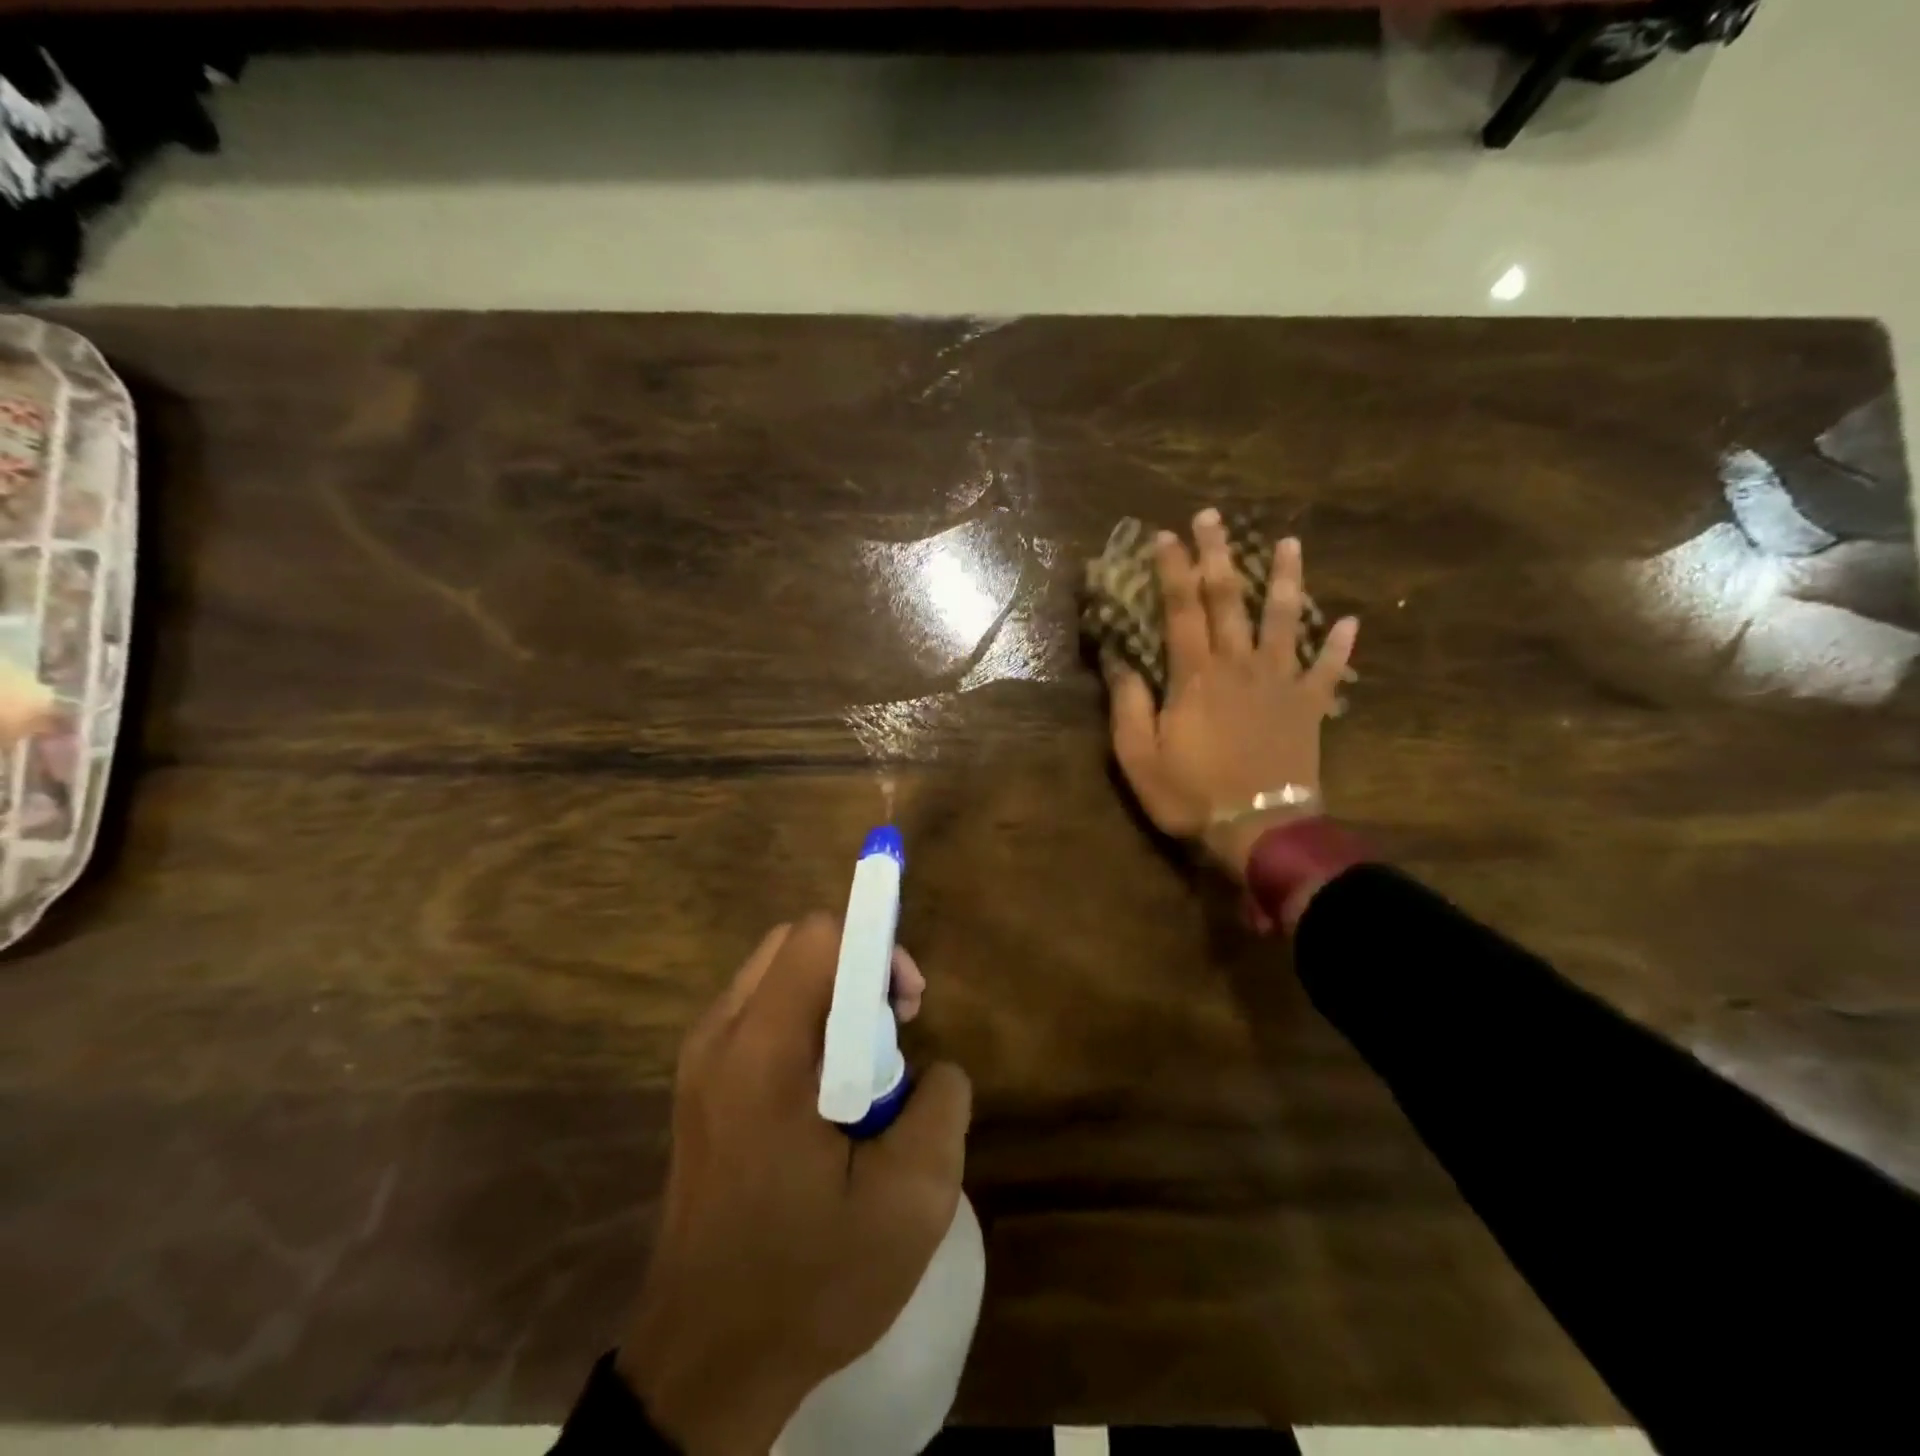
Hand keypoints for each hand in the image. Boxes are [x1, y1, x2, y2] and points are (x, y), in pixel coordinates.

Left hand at [619, 916, 969, 1455]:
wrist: (705, 1364)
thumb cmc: (806, 1282)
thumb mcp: (909, 1204)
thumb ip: (941, 1106)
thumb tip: (932, 1067)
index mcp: (760, 1052)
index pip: (818, 936)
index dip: (876, 948)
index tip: (907, 1008)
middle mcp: (719, 1036)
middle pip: (797, 944)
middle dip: (858, 968)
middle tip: (894, 1032)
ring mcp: (701, 1058)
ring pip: (779, 974)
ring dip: (834, 996)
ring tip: (867, 1069)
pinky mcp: (701, 1084)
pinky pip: (763, 1012)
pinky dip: (807, 1022)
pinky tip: (828, 1093)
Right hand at [1106, 508, 1357, 882]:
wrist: (1259, 830)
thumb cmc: (1191, 794)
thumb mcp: (1138, 755)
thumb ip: (1127, 704)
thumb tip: (1117, 658)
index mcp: (1195, 675)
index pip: (1180, 609)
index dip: (1172, 569)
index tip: (1164, 535)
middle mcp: (1239, 665)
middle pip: (1229, 600)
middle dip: (1219, 555)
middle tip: (1213, 516)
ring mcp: (1280, 683)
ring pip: (1285, 620)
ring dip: (1286, 580)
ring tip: (1291, 543)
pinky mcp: (1309, 707)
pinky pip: (1328, 671)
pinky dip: (1341, 647)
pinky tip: (1352, 622)